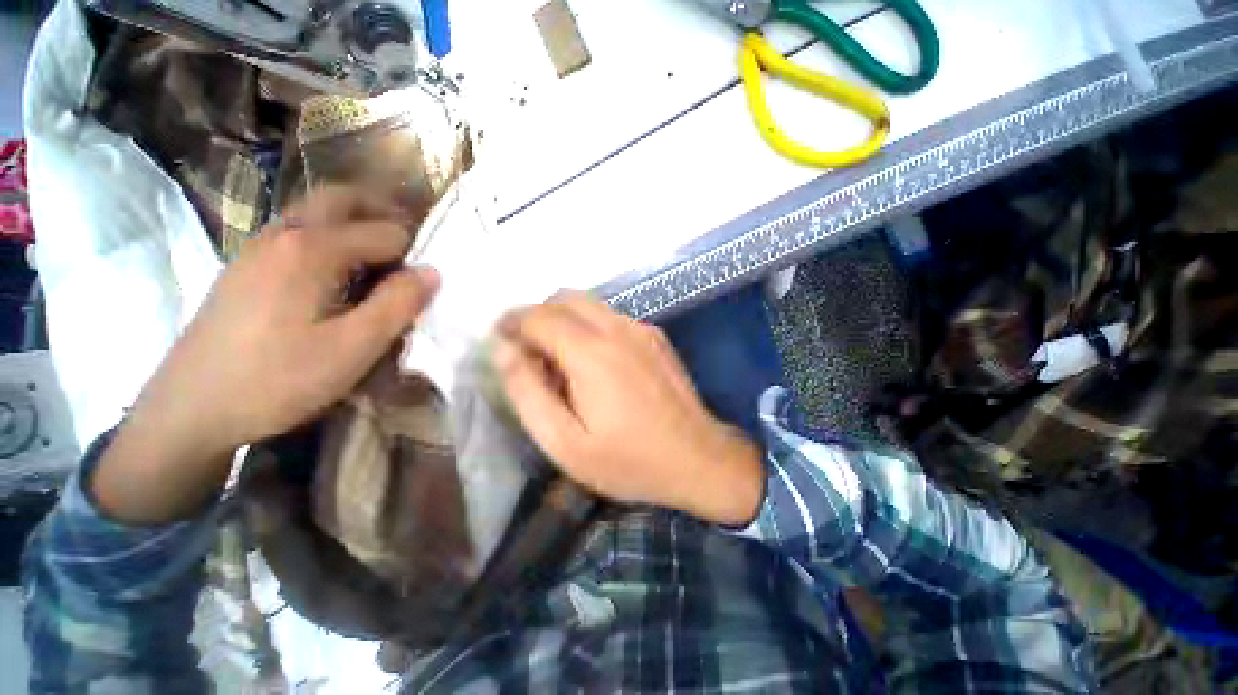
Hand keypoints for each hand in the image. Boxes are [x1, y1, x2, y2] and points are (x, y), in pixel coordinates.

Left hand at [93, 186, 439, 523]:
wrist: (189, 410)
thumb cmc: (277, 380)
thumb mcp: (352, 349)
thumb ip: (397, 305)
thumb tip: (432, 272)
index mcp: (312, 249)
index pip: (386, 231)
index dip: (414, 255)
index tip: (424, 284)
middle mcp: (283, 233)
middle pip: (342, 197)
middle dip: (384, 212)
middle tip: (412, 245)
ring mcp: (258, 247)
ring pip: (317, 212)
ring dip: (356, 223)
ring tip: (383, 262)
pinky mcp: (247, 267)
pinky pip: (298, 233)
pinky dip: (331, 239)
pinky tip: (339, 277)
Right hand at [493, 292, 762, 525]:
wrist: (698, 458)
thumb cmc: (628, 460)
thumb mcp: (565, 442)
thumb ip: (527, 392)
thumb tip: (502, 349)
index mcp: (590, 352)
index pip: (537, 315)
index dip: (511, 323)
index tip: (500, 341)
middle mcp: (616, 328)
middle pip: (563, 298)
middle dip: (537, 316)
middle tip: (529, 353)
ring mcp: (640, 328)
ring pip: (589, 304)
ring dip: (564, 320)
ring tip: (560, 361)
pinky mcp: (655, 336)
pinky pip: (611, 317)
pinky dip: (590, 326)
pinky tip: (595, 363)